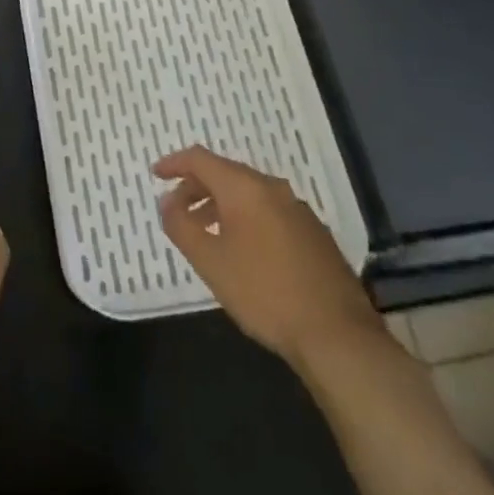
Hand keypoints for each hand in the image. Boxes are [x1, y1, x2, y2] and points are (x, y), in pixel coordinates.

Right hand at [153, 145, 379, 367]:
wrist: (338, 336)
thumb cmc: (265, 293)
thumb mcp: (210, 262)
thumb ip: (181, 225)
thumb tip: (167, 201)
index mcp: (245, 187)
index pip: (200, 159)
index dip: (174, 163)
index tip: (155, 175)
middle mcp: (273, 188)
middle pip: (225, 173)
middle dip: (196, 187)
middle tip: (177, 210)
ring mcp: (298, 210)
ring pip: (249, 194)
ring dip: (221, 205)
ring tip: (206, 233)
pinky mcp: (315, 234)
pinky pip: (269, 211)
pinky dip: (246, 218)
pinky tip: (243, 250)